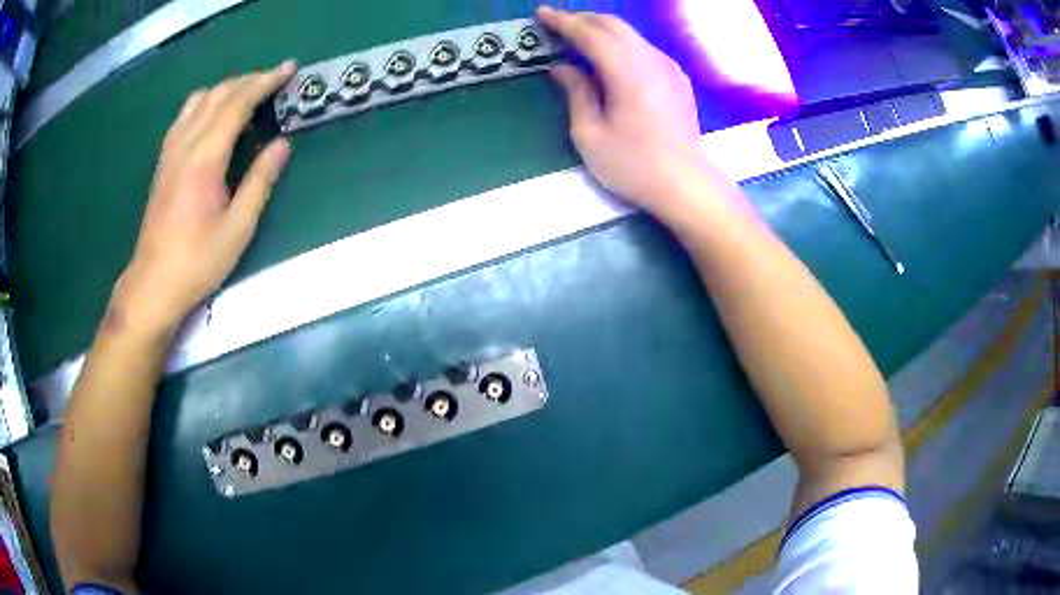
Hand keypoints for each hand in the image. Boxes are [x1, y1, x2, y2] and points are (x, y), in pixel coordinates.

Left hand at [110, 61, 295, 336]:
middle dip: (249, 80)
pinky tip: (213, 118)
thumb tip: (283, 145)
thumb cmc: (197, 261)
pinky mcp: (163, 161)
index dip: (265, 82)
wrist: (153, 283)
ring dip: (226, 89)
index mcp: (205, 159)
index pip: (237, 103)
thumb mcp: (238, 228)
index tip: (288, 69)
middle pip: (218, 94)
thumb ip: (260, 181)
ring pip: (198, 100)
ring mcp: (170, 151)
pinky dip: (205, 104)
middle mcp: (185, 145)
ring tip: (247, 97)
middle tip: (275, 81)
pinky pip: (184, 116)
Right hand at [538, 7, 714, 211]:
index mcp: (627, 72)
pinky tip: (610, 58)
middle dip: (582, 19)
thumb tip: (562, 67)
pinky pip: (644, 48)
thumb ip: (576, 92)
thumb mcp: (590, 134)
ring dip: (602, 30)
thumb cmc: (634, 166)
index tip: (542, 14)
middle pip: (614, 25)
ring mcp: (668, 67)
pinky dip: (621, 43)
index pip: (590, 34)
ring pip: (631, 34)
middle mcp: (651, 60)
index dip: (563, 21)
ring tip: (579, 38)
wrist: (686, 184)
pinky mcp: (677, 78)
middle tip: (557, 25)